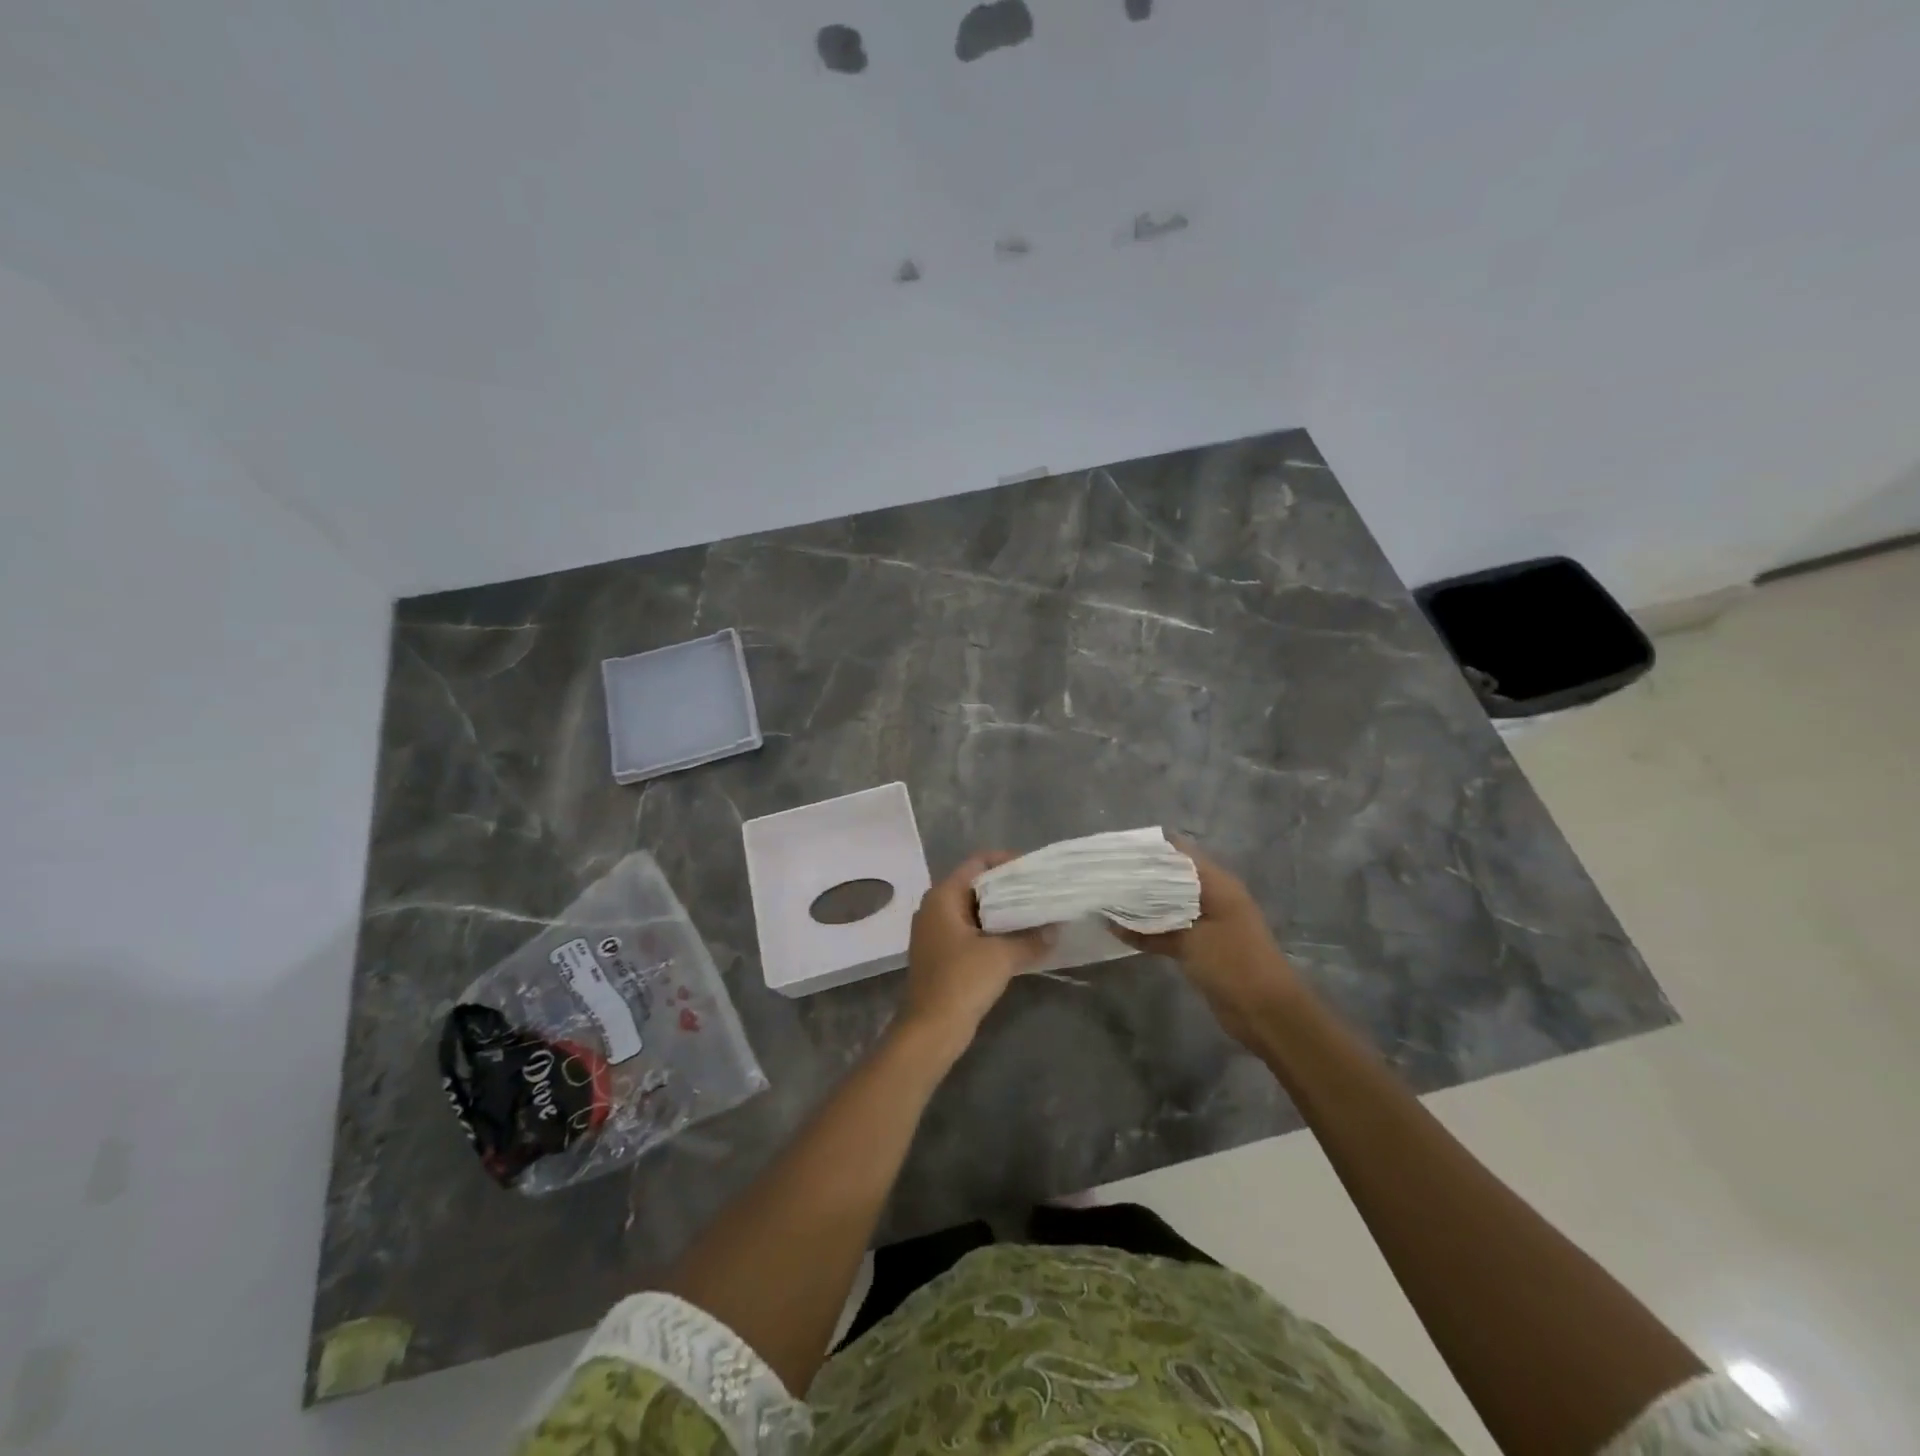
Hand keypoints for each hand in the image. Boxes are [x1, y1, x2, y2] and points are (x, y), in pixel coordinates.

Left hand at [901, 852, 1053, 1051]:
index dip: (1006, 861)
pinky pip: (971, 931)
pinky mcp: (941, 954)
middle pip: (976, 885)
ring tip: (1036, 912)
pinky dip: (993, 931)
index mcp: (943, 896)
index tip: (1034, 868)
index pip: (977, 863)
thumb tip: (1056, 929)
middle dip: (1008, 887)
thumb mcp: (1002, 956)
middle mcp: (935, 908)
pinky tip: (1019, 939)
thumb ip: (1031, 938)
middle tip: (1041, 890)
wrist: (930, 1030)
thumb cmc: (961, 981)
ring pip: (974, 910)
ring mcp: (936, 932)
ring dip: (1002, 911)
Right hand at [1111, 841, 1305, 1048]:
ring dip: (1141, 905)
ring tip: (1105, 899)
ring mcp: (1206, 923)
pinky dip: (1149, 930)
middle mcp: (1211, 897)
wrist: (1267, 1013)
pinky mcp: (1200, 946)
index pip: (1179, 852)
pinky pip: (1169, 929)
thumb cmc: (1233, 964)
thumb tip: (1111, 917)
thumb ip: (1150, 927)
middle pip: (1170, 878)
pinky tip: (1119, 930)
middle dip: (1140, 878)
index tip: (1117, 852)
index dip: (1149, 849)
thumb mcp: (1190, 939)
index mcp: (1216, 884)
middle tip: (1104, 877)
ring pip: (1167, 905)